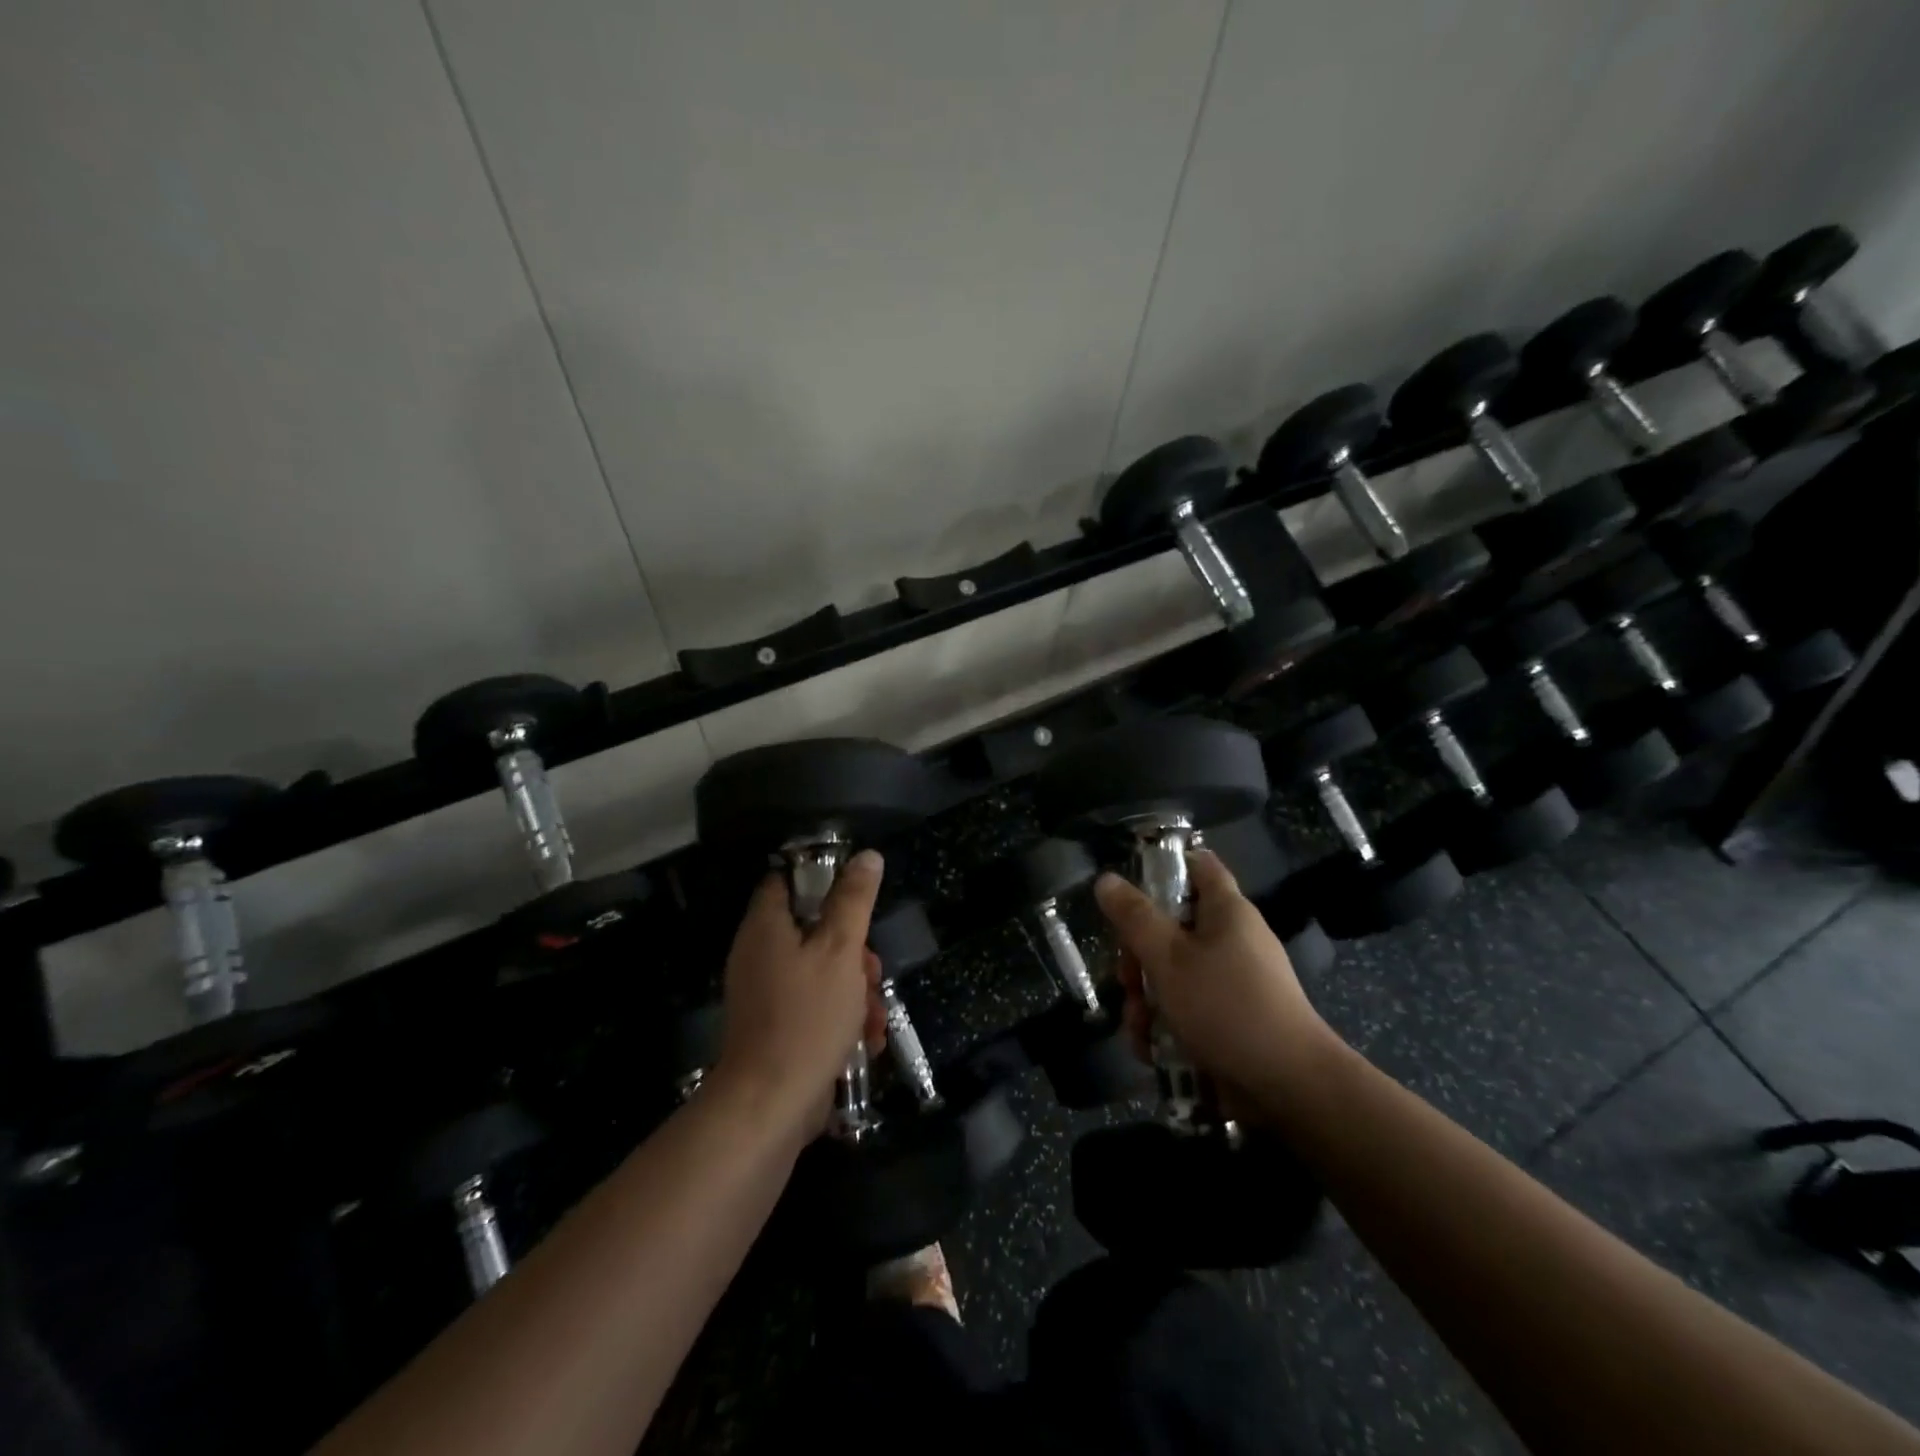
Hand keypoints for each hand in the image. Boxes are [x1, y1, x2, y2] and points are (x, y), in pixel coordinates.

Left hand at [710, 849, 888, 1127]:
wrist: (770, 1105)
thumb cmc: (807, 1017)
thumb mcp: (841, 950)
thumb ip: (854, 900)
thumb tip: (867, 856)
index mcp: (766, 927)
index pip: (788, 882)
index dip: (823, 882)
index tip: (856, 901)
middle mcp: (759, 954)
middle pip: (814, 931)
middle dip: (854, 952)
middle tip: (872, 973)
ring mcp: (766, 994)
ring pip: (821, 972)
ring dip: (855, 990)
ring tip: (875, 1017)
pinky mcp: (776, 1027)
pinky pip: (814, 1006)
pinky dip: (841, 1018)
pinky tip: (865, 1041)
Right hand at [1094, 849, 1335, 1102]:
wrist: (1289, 1086)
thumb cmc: (1225, 1006)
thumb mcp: (1167, 957)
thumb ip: (1134, 917)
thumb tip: (1106, 879)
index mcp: (1226, 911)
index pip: (1198, 865)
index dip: (1164, 867)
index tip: (1129, 890)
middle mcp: (1232, 939)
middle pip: (1173, 927)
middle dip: (1139, 956)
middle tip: (1128, 980)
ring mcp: (1233, 981)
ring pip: (1174, 973)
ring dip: (1146, 999)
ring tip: (1138, 1028)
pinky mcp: (1232, 1019)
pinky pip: (1189, 1008)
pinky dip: (1166, 1025)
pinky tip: (1151, 1050)